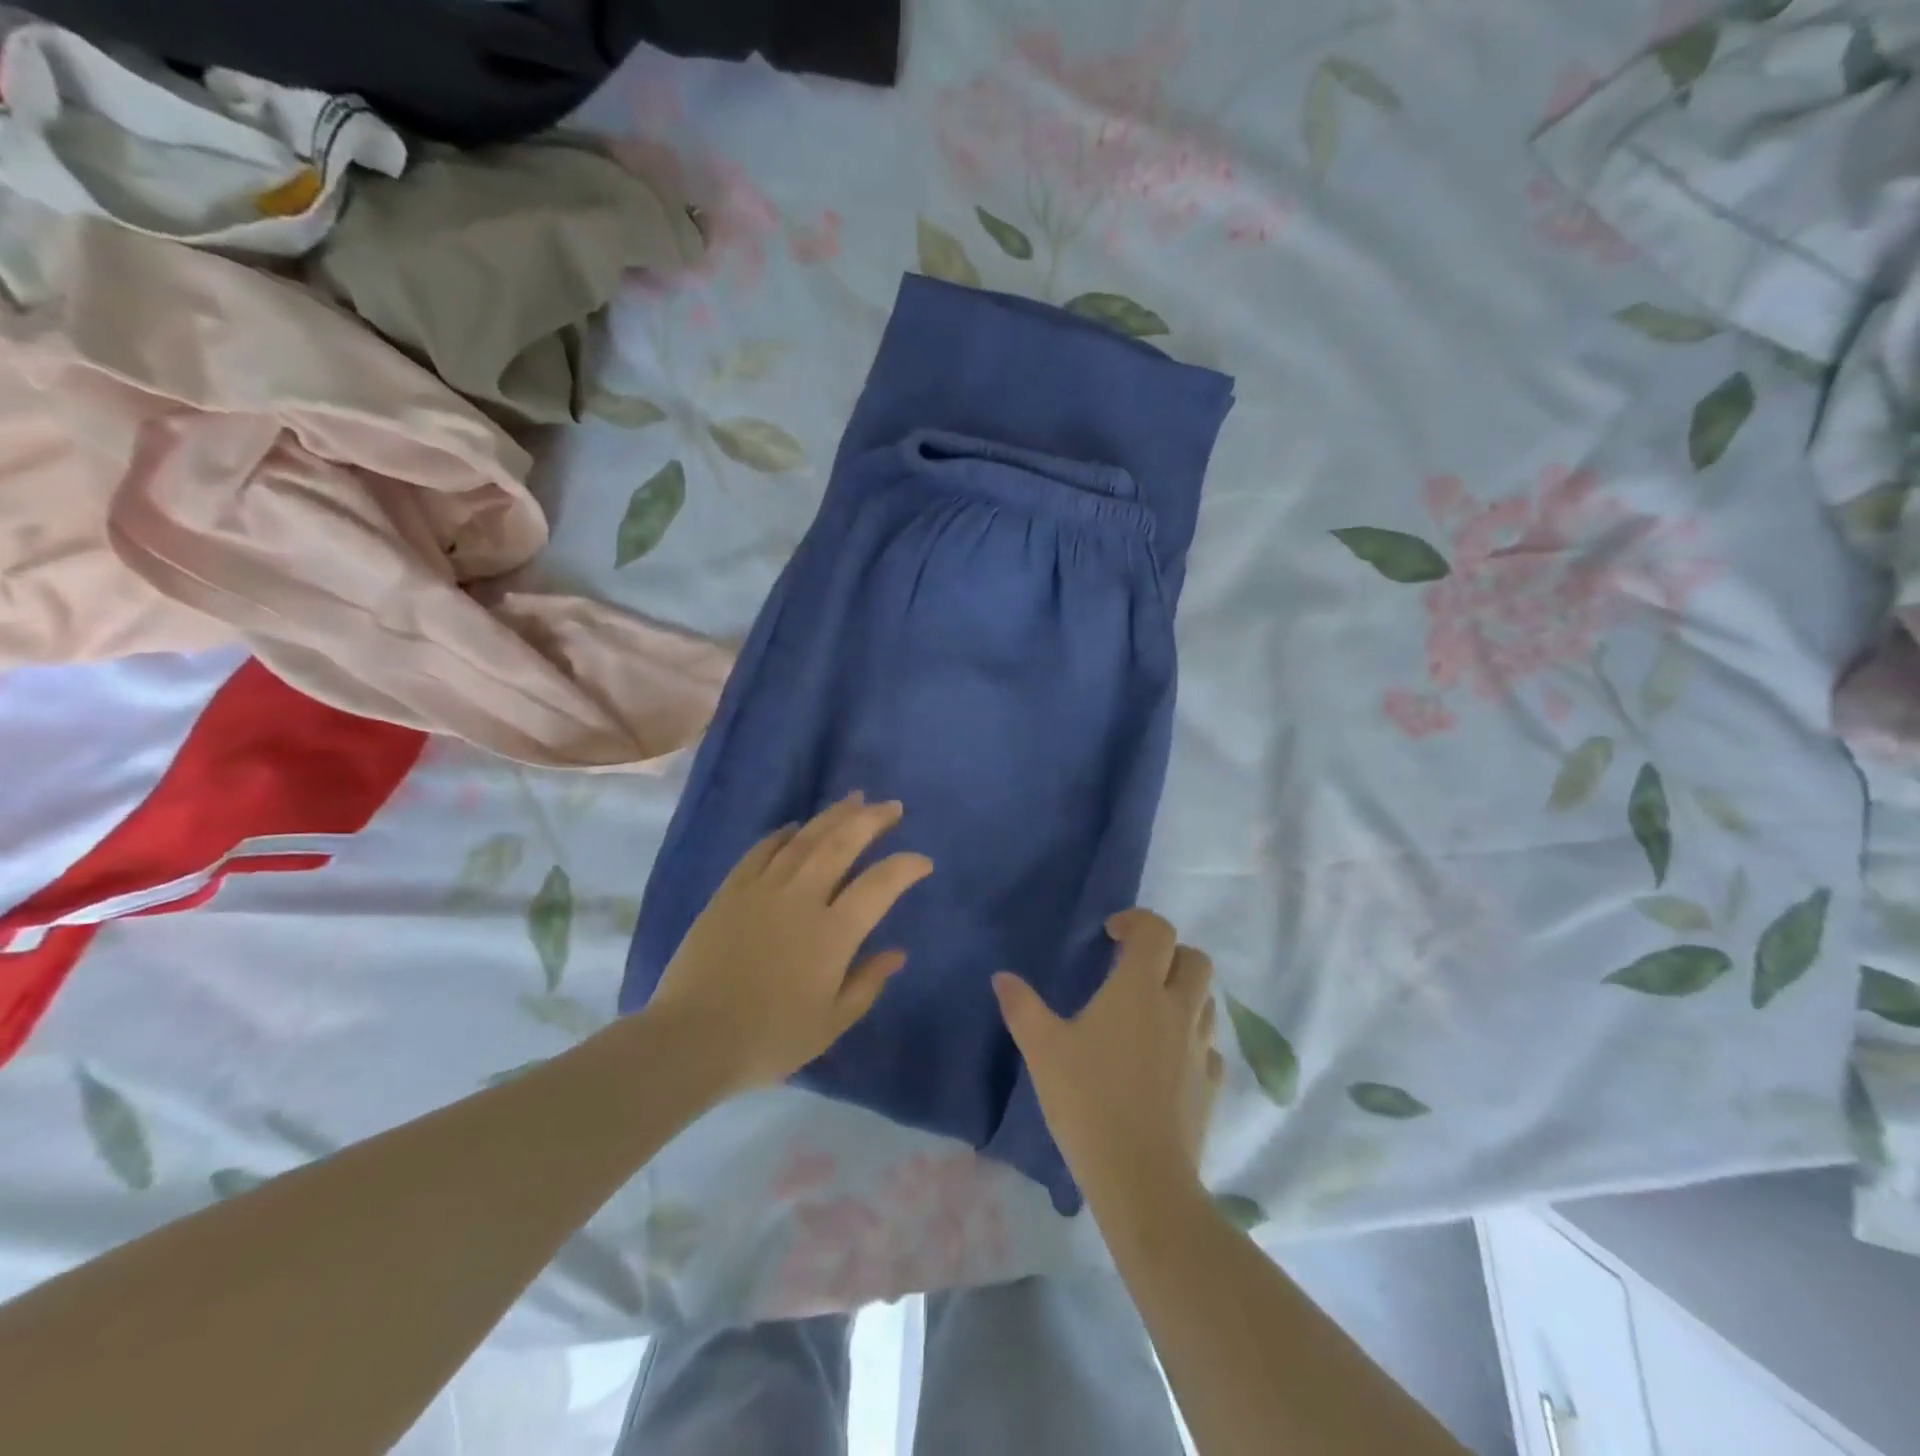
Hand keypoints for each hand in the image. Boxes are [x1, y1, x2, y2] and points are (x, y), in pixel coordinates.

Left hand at [649, 793, 931, 1097]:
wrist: (691, 1039)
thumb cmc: (769, 1038)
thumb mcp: (830, 1023)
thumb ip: (867, 983)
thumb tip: (897, 953)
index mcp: (833, 933)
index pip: (880, 884)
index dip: (906, 867)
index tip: (922, 861)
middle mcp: (801, 898)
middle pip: (842, 844)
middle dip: (871, 820)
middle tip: (892, 807)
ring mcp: (762, 890)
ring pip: (804, 839)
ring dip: (833, 816)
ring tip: (854, 800)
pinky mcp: (730, 892)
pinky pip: (760, 851)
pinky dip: (781, 834)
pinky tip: (794, 826)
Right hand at [994, 909, 1223, 1208]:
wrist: (1141, 1179)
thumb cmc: (1088, 1101)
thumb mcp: (1042, 1050)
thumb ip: (1022, 1007)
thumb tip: (1002, 977)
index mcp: (1139, 990)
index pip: (1157, 931)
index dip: (1136, 922)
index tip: (1111, 935)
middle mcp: (1178, 1009)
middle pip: (1194, 959)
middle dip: (1168, 954)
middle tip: (1135, 971)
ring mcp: (1200, 1048)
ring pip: (1206, 1001)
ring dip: (1183, 994)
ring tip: (1149, 1013)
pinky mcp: (1211, 1085)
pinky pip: (1207, 1046)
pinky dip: (1190, 1040)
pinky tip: (1165, 1061)